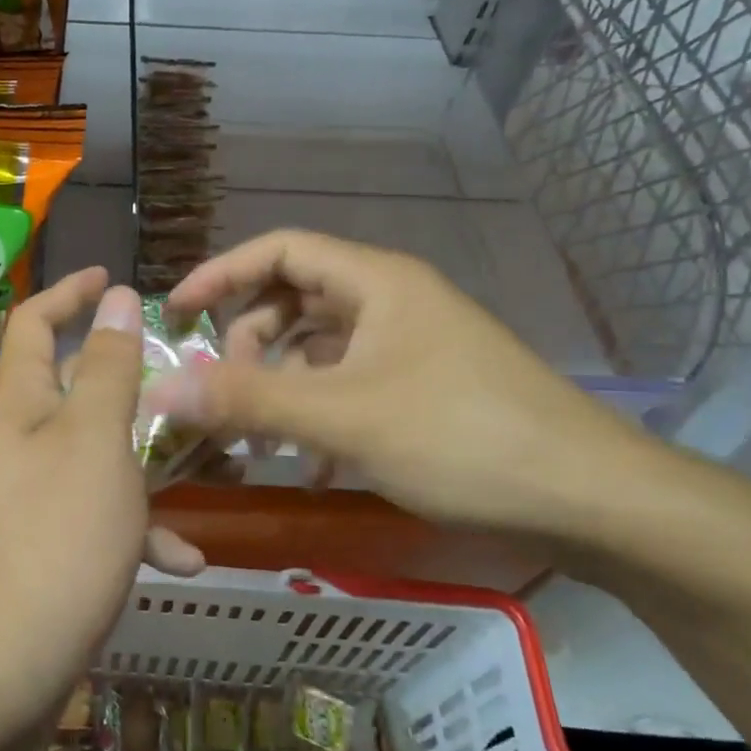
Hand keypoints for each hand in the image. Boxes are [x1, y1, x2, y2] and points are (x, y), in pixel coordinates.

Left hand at [0, 268, 204, 725]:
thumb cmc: (54, 540)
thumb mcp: (94, 442)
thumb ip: (108, 368)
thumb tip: (115, 297)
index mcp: (19, 407)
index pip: (34, 323)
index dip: (68, 292)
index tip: (109, 278)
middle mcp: (14, 445)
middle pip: (69, 391)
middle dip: (122, 383)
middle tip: (176, 381)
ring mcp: (21, 501)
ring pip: (90, 459)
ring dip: (140, 464)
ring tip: (199, 474)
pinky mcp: (35, 552)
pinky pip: (90, 522)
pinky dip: (132, 532)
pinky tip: (180, 561)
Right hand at [149, 230, 665, 542]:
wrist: (590, 499)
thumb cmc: (460, 436)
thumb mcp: (342, 417)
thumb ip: (247, 401)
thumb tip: (160, 391)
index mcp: (374, 281)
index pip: (278, 250)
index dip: (220, 274)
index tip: (176, 314)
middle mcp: (390, 301)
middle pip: (294, 301)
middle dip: (249, 345)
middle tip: (223, 395)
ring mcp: (410, 345)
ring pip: (320, 350)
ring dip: (282, 388)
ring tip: (263, 444)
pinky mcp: (423, 387)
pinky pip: (350, 385)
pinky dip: (319, 415)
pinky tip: (312, 466)